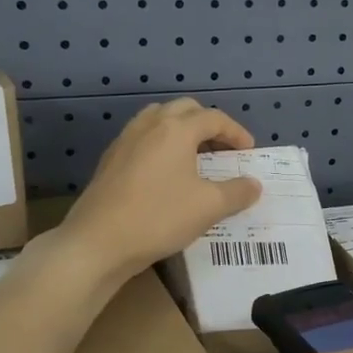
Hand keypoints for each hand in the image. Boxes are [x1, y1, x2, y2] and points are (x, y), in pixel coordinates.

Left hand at [59, 99, 261, 278]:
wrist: (98, 242)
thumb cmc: (159, 217)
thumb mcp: (209, 207)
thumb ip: (237, 192)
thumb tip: (254, 185)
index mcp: (176, 129)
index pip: (214, 118)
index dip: (236, 132)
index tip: (248, 152)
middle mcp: (149, 125)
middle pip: (184, 110)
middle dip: (208, 124)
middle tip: (222, 149)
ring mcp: (125, 140)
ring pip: (159, 120)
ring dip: (181, 130)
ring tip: (194, 156)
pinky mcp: (110, 160)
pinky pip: (142, 139)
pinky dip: (161, 145)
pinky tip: (165, 173)